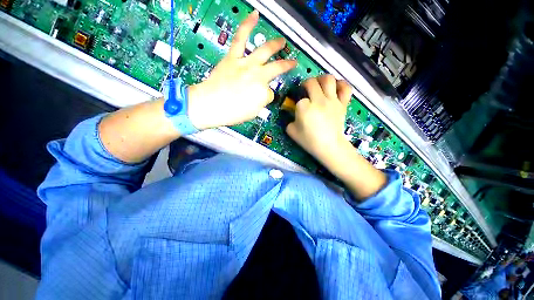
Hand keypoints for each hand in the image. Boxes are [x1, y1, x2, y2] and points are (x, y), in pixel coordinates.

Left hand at [187, 10, 296, 129]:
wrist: (211, 105)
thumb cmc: (232, 113)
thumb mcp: (253, 113)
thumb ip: (261, 101)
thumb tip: (263, 93)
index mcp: (263, 92)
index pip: (270, 93)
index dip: (266, 97)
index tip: (260, 99)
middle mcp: (259, 76)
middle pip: (276, 68)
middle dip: (286, 65)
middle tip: (291, 62)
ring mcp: (246, 64)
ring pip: (265, 50)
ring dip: (276, 45)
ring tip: (282, 41)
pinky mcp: (233, 57)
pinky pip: (241, 38)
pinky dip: (247, 25)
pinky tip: (254, 15)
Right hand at [287, 75, 386, 198]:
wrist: (329, 146)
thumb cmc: (309, 141)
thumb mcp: (291, 132)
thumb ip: (289, 120)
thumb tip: (294, 114)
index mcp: (304, 107)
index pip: (299, 99)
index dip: (298, 103)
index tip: (299, 109)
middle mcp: (318, 100)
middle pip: (312, 82)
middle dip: (306, 84)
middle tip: (306, 89)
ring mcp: (332, 101)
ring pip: (328, 79)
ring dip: (321, 79)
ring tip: (319, 85)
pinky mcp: (342, 104)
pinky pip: (345, 88)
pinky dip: (341, 84)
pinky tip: (336, 87)